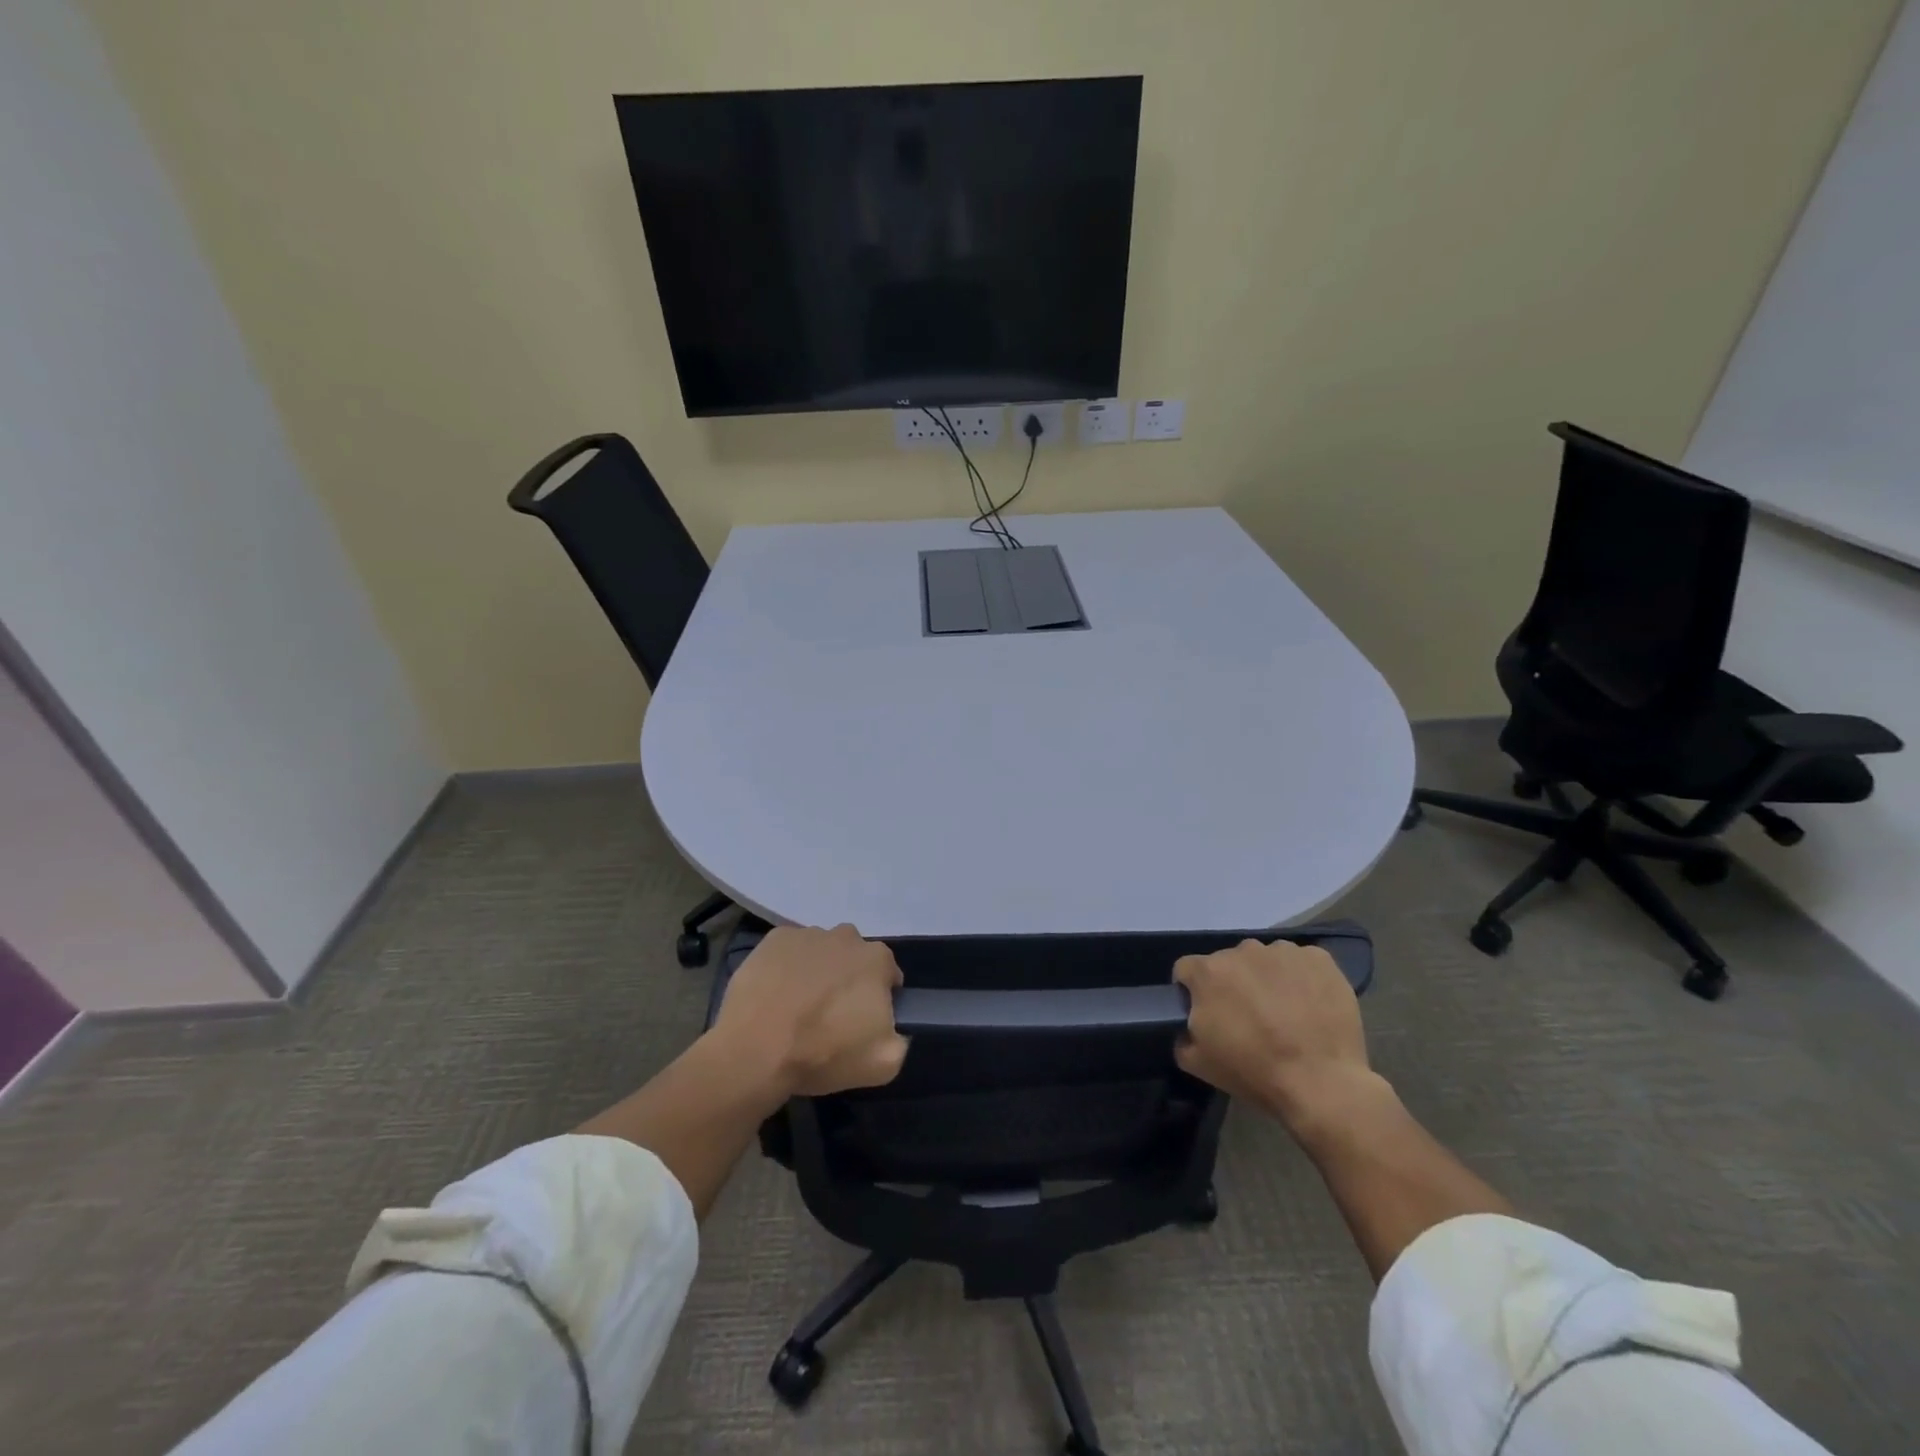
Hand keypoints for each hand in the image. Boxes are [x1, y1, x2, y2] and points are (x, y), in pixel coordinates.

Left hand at [710, 925, 908, 1097]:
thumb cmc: (823, 1054)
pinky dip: (787, 967)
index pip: (888, 975)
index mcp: (877, 959)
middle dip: (848, 980)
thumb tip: (890, 1029)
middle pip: (854, 958)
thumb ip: (899, 1039)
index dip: (878, 999)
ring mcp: (807, 934)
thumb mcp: (883, 1064)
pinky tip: (776, 995)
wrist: (755, 1051)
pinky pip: (789, 951)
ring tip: (797, 1007)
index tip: (863, 1023)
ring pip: (821, 952)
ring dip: (816, 972)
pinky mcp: (773, 939)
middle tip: (830, 1016)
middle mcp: (846, 936)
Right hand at [1173, 939, 1382, 1136]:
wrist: (1322, 1084)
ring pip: (1265, 959)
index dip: (1193, 991)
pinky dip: (1301, 978)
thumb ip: (1182, 1035)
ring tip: (1285, 1012)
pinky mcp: (1319, 959)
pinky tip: (1310, 1006)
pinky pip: (1301, 962)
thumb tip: (1190, 1026)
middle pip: (1229, 962)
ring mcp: (1283, 951)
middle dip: (1234, 984)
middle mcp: (1242, 950)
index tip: (1208, 1013)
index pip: (1187, 969)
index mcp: (1208, 972)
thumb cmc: (1254, 1072)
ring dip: (1267, 978)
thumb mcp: (1198, 1063)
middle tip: (1250, 1017)